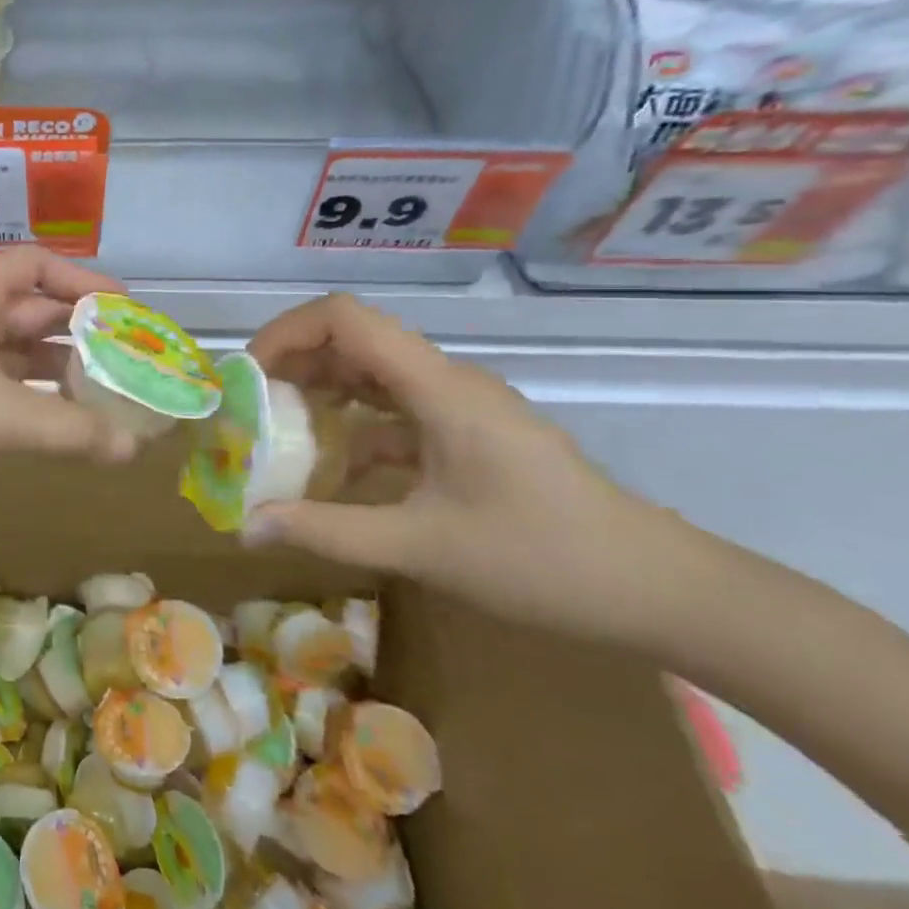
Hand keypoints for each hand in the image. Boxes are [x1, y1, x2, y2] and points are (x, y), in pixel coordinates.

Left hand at [0, 247, 139, 504]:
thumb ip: (70, 427)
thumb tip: (136, 447)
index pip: (34, 265)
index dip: (80, 278)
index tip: (124, 307)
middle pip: (31, 312)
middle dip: (79, 331)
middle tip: (130, 357)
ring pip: (18, 357)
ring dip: (60, 371)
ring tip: (111, 394)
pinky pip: (4, 394)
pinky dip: (37, 405)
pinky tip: (69, 426)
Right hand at [244, 293, 709, 646]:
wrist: (660, 590)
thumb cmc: (543, 560)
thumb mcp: (422, 548)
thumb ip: (328, 531)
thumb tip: (248, 526)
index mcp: (437, 388)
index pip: (345, 318)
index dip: (286, 333)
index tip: (250, 377)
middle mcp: (446, 381)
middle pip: (354, 340)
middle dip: (294, 365)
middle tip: (252, 409)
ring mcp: (461, 406)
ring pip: (374, 375)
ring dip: (322, 394)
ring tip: (280, 434)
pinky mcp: (470, 433)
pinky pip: (396, 411)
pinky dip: (355, 427)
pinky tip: (334, 470)